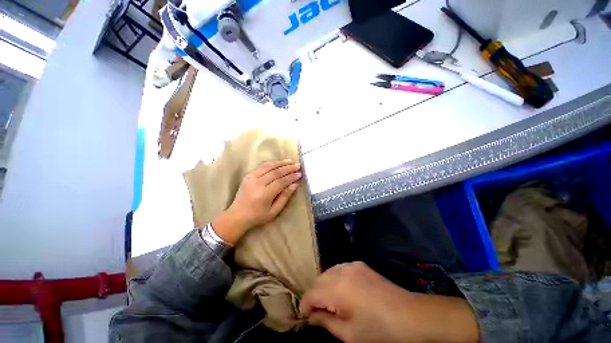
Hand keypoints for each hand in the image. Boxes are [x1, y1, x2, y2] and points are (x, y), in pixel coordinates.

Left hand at [212, 160, 301, 244]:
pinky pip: (261, 166)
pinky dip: (271, 163)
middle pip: (276, 172)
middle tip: (298, 165)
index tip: (300, 174)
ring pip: (269, 166)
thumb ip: (285, 197)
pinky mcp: (248, 175)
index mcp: (265, 194)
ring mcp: (252, 177)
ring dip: (280, 163)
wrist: (237, 215)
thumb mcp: (274, 211)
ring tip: (290, 161)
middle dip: (288, 168)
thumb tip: (295, 184)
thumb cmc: (258, 216)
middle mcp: (258, 183)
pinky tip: (278, 163)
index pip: (281, 181)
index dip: (291, 177)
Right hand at [300, 262, 478, 342]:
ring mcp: (350, 264)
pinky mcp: (359, 264)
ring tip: (330, 302)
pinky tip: (342, 291)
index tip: (305, 316)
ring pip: (328, 272)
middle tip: (317, 311)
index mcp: (337, 288)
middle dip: (314, 295)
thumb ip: (325, 322)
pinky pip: (339, 269)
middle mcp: (341, 270)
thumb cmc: (378, 330)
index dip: (305, 305)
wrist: (408, 315)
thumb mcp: (349, 334)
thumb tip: (312, 316)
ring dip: (324, 286)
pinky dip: (335, 278)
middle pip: (318, 280)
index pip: (311, 293)